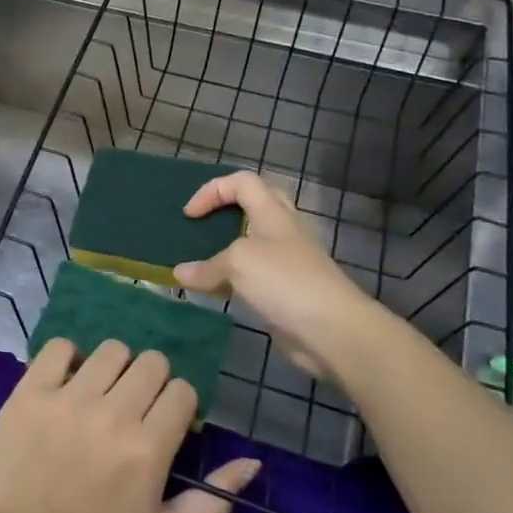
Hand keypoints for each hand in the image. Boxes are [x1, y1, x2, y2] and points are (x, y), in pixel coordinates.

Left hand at [0, 338, 260, 512]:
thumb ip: (212, 502)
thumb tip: (253, 462)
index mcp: (147, 449)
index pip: (181, 391)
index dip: (177, 405)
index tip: (162, 423)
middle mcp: (112, 414)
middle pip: (151, 362)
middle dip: (151, 382)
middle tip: (133, 407)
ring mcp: (68, 398)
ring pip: (112, 350)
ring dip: (114, 368)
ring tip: (101, 394)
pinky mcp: (31, 391)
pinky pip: (60, 347)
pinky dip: (69, 358)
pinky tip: (68, 383)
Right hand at [173, 171, 378, 381]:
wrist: (333, 330)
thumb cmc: (285, 281)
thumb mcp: (238, 264)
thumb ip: (206, 267)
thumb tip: (179, 273)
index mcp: (273, 213)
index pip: (242, 182)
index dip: (212, 191)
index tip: (190, 215)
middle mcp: (282, 231)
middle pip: (253, 206)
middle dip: (224, 212)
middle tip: (201, 227)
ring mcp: (287, 262)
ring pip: (251, 244)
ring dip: (225, 249)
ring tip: (201, 261)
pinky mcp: (286, 290)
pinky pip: (252, 276)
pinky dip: (231, 279)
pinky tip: (215, 292)